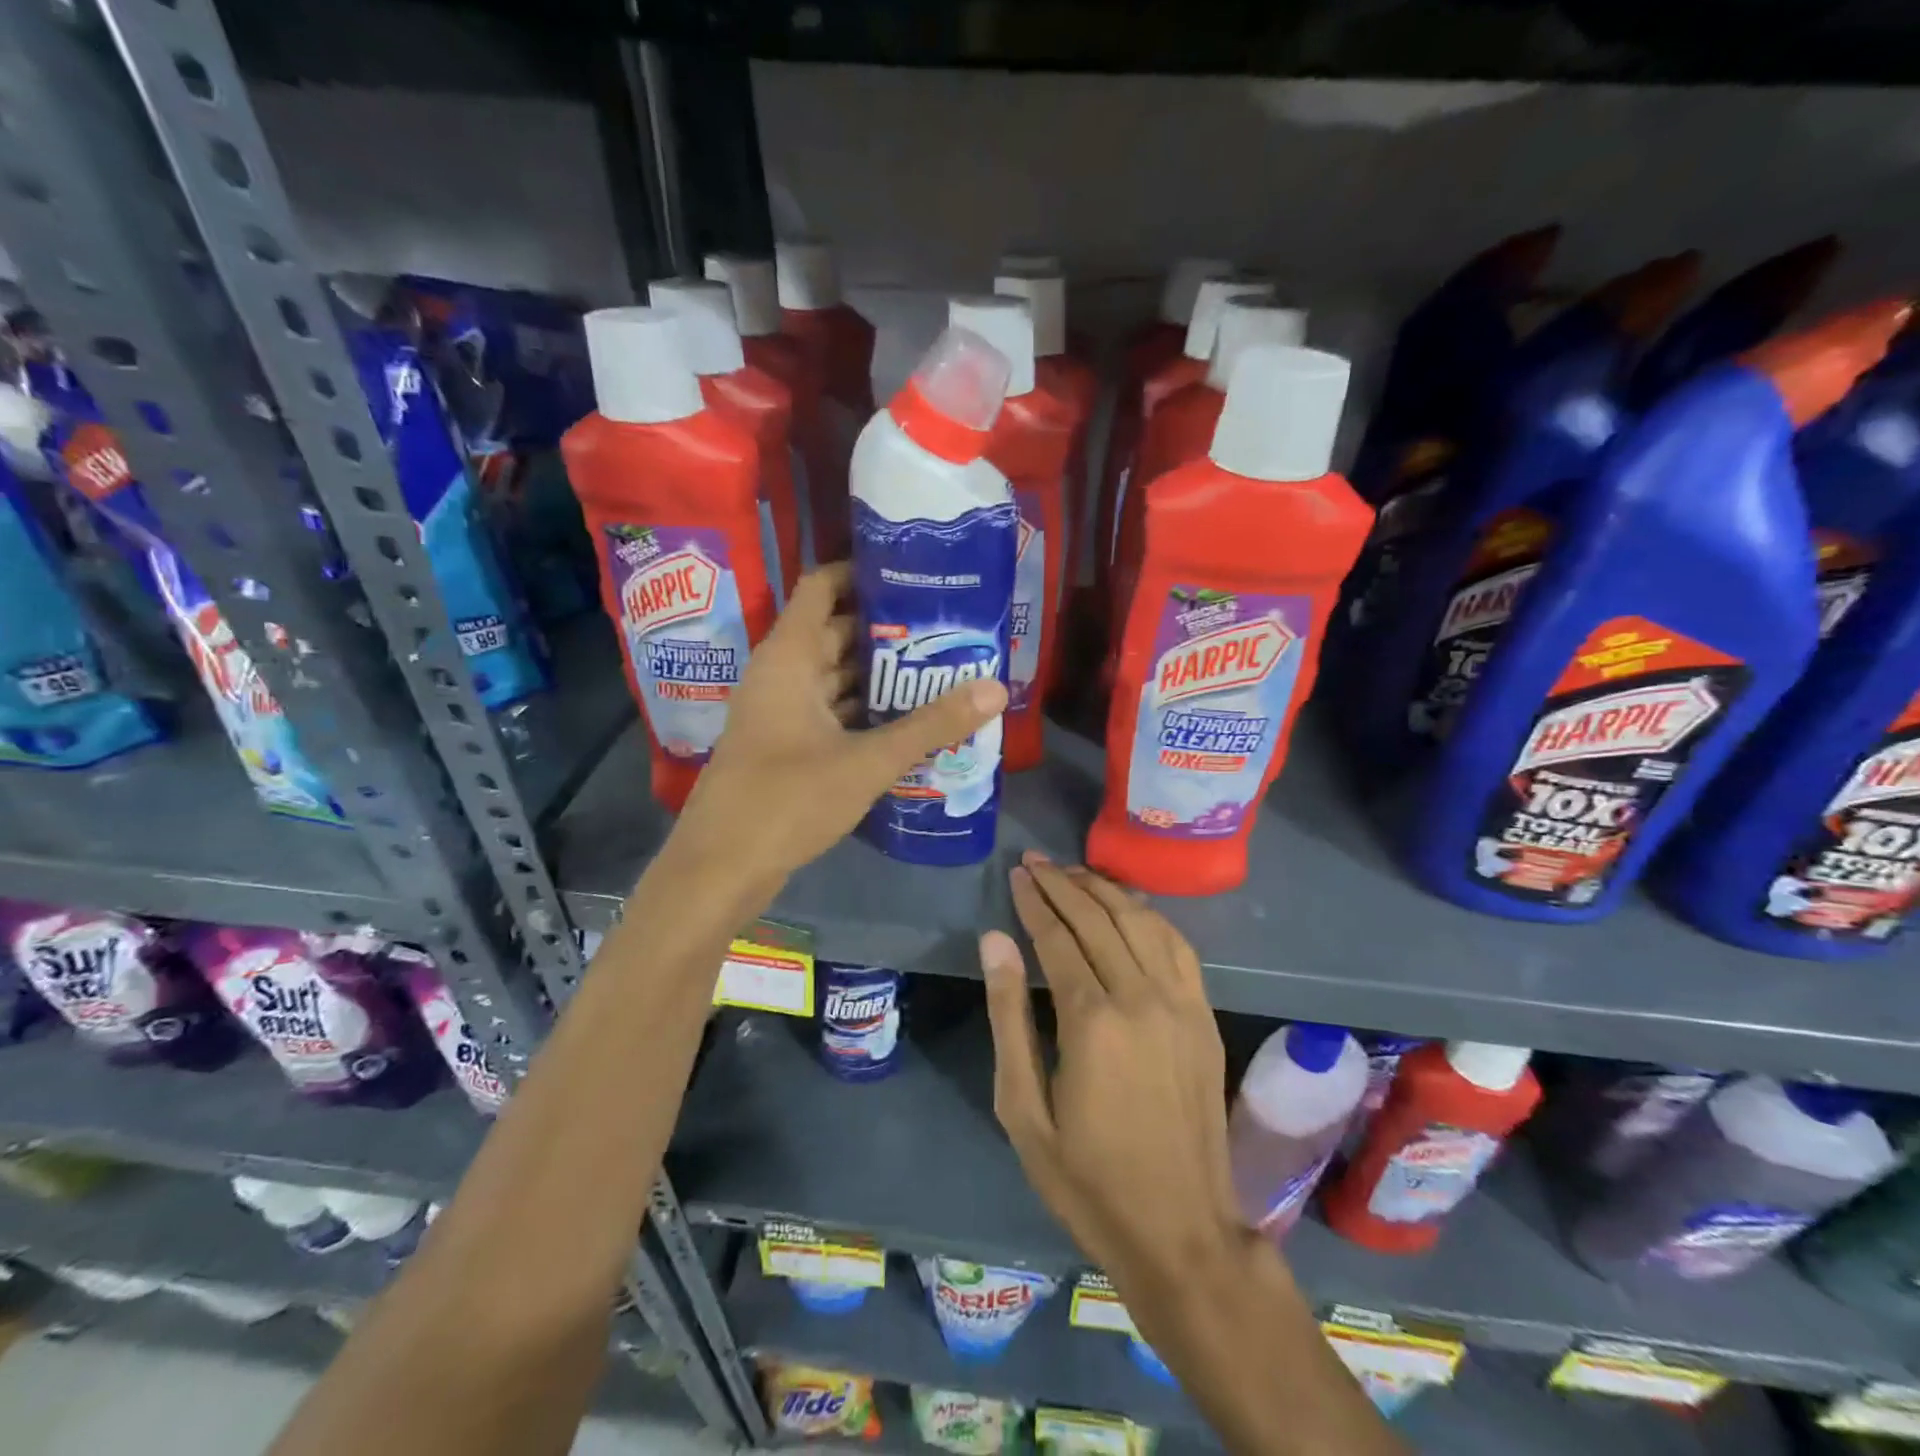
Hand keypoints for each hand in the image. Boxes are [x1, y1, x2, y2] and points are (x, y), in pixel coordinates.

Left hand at [673, 562, 1006, 898]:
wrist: (720, 869)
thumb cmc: (787, 801)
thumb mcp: (867, 761)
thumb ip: (931, 724)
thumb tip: (995, 687)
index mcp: (790, 657)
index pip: (823, 586)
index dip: (864, 572)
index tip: (916, 576)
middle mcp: (782, 674)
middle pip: (836, 632)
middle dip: (888, 630)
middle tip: (947, 630)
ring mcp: (781, 712)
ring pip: (835, 676)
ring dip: (880, 675)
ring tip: (940, 670)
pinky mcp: (785, 746)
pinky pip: (831, 712)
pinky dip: (865, 711)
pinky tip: (907, 721)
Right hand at [981, 854, 1243, 1297]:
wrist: (1180, 1231)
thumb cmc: (1087, 1178)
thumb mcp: (1022, 1109)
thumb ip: (1007, 1016)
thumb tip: (995, 941)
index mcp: (1091, 1020)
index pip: (1057, 937)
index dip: (1034, 901)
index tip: (1016, 874)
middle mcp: (1140, 997)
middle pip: (1097, 919)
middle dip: (1062, 884)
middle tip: (1035, 861)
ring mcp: (1180, 1004)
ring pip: (1140, 922)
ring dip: (1104, 890)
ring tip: (1073, 871)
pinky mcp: (1203, 1016)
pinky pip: (1177, 946)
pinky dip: (1149, 915)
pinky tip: (1129, 905)